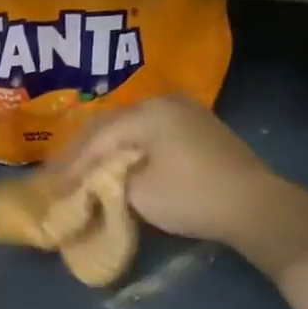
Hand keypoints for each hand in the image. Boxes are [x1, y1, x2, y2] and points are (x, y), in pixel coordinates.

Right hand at [51, 95, 278, 248]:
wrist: (254, 205)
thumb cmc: (190, 196)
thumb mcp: (139, 194)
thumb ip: (109, 182)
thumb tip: (98, 182)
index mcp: (147, 113)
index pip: (98, 139)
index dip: (73, 166)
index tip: (53, 188)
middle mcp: (165, 103)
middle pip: (113, 126)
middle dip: (85, 152)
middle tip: (61, 173)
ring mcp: (186, 114)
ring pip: (133, 129)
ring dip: (108, 150)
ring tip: (85, 169)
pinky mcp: (199, 130)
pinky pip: (153, 135)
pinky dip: (131, 150)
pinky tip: (120, 164)